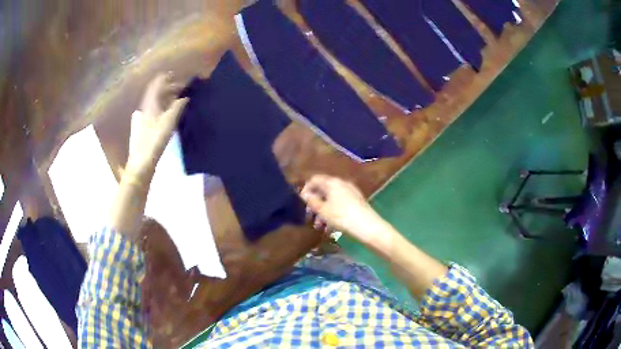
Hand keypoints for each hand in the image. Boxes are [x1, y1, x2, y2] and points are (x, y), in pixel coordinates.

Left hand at [125, 74, 188, 179]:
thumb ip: (178, 106)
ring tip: (179, 97)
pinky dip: (164, 105)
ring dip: (167, 96)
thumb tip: (185, 97)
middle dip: (169, 87)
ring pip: (157, 100)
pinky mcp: (147, 124)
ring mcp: (146, 115)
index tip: (177, 75)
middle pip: (157, 91)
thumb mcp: (169, 120)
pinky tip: (171, 110)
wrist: (143, 159)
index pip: (158, 82)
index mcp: (151, 101)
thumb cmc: (155, 138)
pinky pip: (157, 108)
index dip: (166, 77)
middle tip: (182, 88)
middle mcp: (147, 105)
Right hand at [300, 175, 386, 244]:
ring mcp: (351, 191)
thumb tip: (304, 194)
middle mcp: (342, 183)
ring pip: (332, 198)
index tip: (302, 203)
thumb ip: (312, 201)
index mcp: (333, 182)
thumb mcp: (323, 210)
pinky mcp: (357, 201)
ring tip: (319, 226)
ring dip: (323, 210)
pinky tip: (331, 226)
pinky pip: (340, 203)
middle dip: (315, 202)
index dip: (306, 189)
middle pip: (323, 189)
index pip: (314, 179)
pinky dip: (333, 211)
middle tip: (310, 216)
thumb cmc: (342, 217)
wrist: (368, 226)